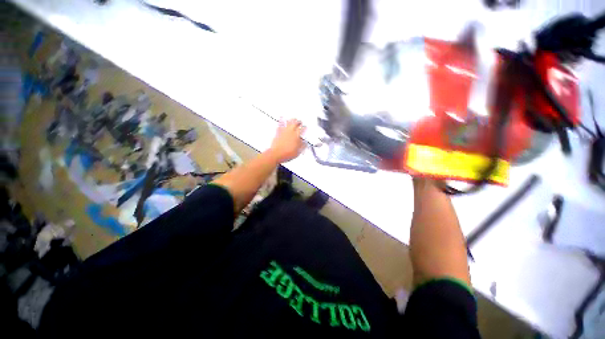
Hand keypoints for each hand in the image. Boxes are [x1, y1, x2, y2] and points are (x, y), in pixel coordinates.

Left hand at [267, 119, 305, 162]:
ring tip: (293, 119)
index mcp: (297, 135)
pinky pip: (280, 124)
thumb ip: (302, 146)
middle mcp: (291, 132)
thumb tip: (305, 143)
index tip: (305, 127)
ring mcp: (284, 131)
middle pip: (296, 123)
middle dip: (299, 122)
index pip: (303, 129)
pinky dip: (281, 121)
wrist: (276, 154)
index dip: (305, 128)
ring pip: (289, 122)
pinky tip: (281, 119)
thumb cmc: (286, 153)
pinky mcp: (278, 132)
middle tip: (300, 122)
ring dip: (292, 120)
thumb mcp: (298, 152)